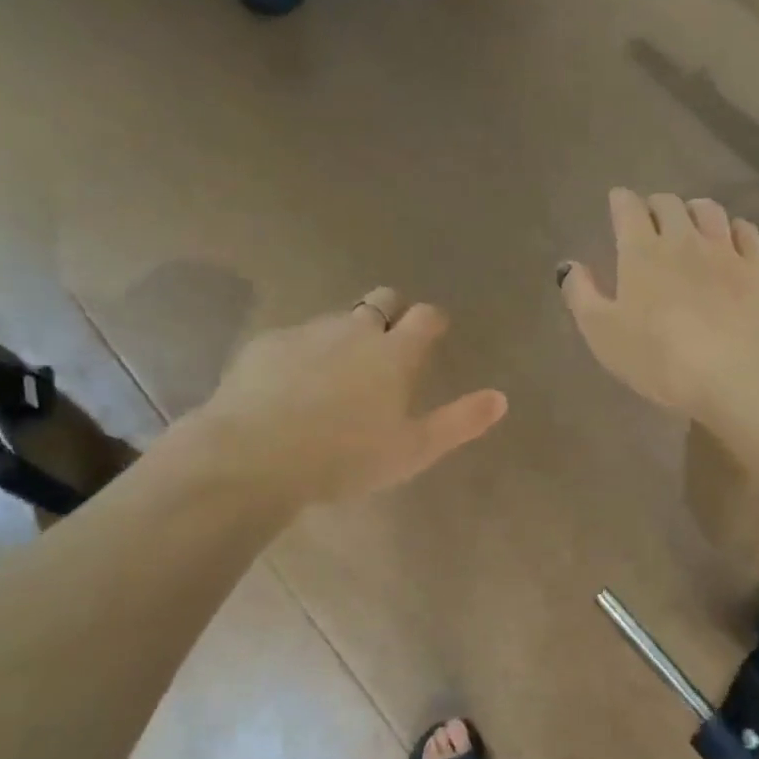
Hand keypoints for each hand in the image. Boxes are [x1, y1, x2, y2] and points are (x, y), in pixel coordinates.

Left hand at [189, 289, 507, 507]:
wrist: (257, 455)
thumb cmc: (347, 457)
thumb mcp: (414, 449)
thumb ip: (460, 421)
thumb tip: (501, 398)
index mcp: (394, 353)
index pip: (424, 317)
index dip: (432, 321)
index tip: (434, 330)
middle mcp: (354, 330)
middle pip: (381, 301)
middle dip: (391, 312)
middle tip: (389, 342)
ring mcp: (307, 333)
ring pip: (336, 320)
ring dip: (346, 335)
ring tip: (338, 371)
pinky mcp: (267, 344)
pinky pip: (295, 339)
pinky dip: (303, 353)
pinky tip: (292, 385)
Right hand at [560, 189, 758, 418]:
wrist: (732, 372)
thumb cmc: (657, 357)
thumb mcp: (602, 333)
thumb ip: (581, 295)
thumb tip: (570, 266)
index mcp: (640, 252)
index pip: (628, 209)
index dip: (620, 201)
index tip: (617, 202)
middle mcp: (682, 239)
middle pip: (668, 204)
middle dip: (654, 205)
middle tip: (649, 219)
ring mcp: (723, 251)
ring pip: (708, 210)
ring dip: (693, 210)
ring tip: (688, 223)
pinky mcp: (756, 269)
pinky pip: (745, 232)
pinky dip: (732, 228)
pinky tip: (729, 239)